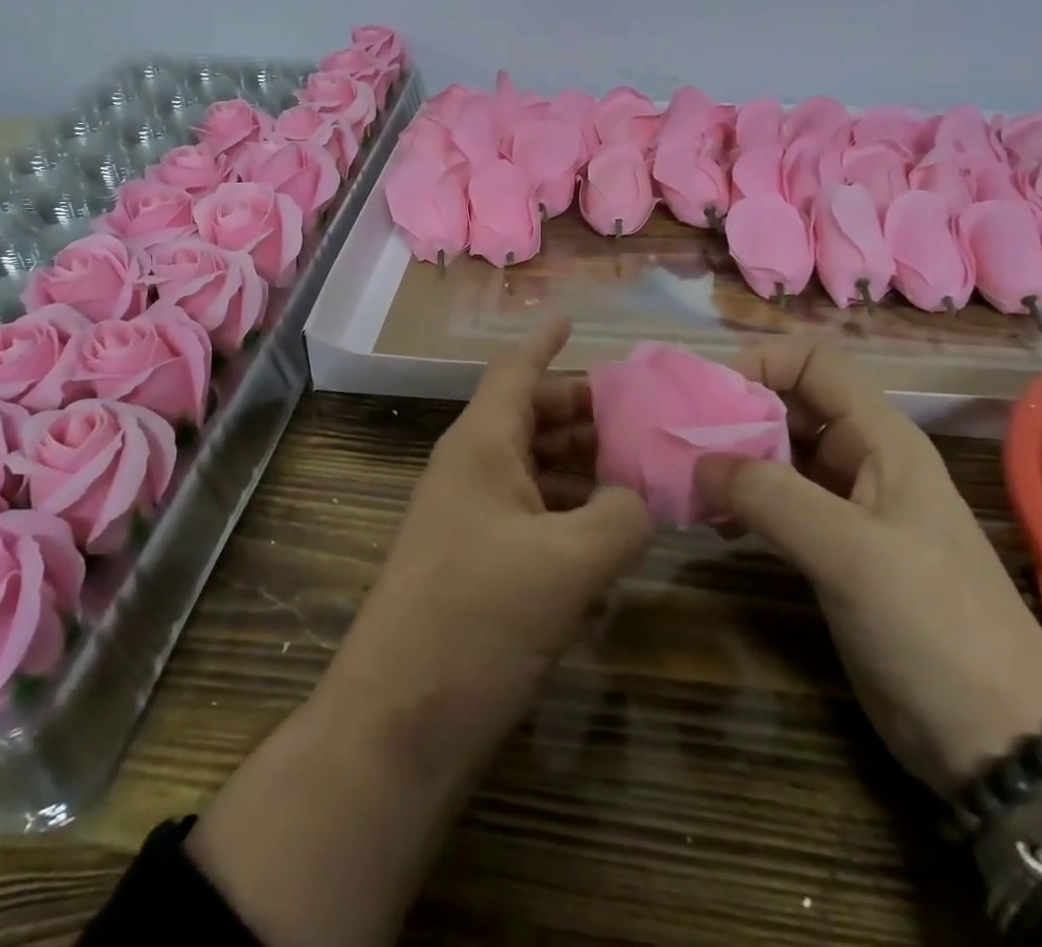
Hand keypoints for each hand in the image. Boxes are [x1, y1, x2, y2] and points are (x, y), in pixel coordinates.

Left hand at [323, 312, 653, 769]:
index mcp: (481, 445)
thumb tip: (638, 496)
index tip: (571, 317)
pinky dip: (570, 514)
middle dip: (585, 412)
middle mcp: (472, 470)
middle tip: (643, 415)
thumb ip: (621, 515)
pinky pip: (531, 517)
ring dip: (582, 467)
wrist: (398, 725)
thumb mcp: (569, 563)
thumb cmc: (478, 619)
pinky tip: (611, 536)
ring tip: (641, 472)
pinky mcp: (476, 565)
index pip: (515, 371)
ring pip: (534, 469)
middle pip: (532, 418)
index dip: (545, 342)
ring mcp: (470, 519)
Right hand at [697, 338, 1041, 795]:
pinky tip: (715, 524)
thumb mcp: (849, 553)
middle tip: (683, 445)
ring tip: (689, 486)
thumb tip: (699, 461)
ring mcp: (849, 507)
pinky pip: (779, 504)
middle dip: (736, 415)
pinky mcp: (835, 549)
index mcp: (881, 439)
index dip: (762, 364)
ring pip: (780, 456)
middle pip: (790, 406)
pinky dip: (744, 502)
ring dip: (733, 462)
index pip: (814, 364)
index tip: (711, 399)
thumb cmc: (931, 626)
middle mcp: (864, 460)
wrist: (996, 741)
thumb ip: (770, 496)